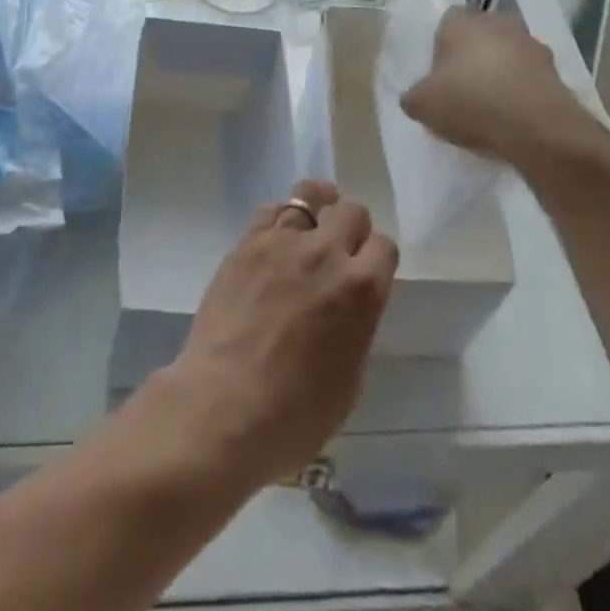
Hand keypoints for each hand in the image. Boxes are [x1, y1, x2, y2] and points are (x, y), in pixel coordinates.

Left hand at [159, 179, 398, 490]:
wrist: (224, 408)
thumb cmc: (296, 415)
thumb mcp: (350, 379)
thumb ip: (355, 327)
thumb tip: (346, 308)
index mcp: (361, 290)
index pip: (384, 246)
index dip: (376, 259)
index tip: (366, 273)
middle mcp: (326, 254)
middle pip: (351, 210)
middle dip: (351, 228)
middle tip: (338, 252)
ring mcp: (283, 242)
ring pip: (310, 194)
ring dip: (316, 209)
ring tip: (309, 227)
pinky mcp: (247, 243)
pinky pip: (270, 210)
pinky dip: (279, 219)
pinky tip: (274, 242)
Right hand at [400, 8, 609, 176]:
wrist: (537, 128)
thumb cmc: (470, 103)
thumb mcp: (422, 105)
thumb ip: (413, 96)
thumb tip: (416, 97)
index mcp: (461, 22)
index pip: (446, 23)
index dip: (440, 48)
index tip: (439, 76)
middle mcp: (497, 22)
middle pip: (479, 36)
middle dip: (472, 57)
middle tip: (462, 89)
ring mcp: (531, 44)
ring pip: (507, 54)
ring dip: (500, 72)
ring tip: (491, 107)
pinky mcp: (555, 69)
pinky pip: (529, 75)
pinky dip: (522, 90)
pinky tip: (513, 117)